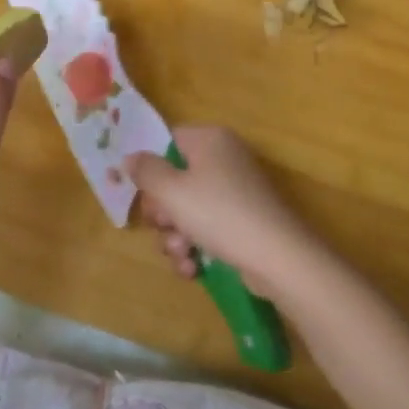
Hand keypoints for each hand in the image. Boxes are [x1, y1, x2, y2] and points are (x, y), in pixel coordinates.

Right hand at [130, 125, 326, 300]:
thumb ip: (146, 172)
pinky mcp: (242, 221)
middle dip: (163, 212)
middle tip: (164, 227)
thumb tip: (131, 157)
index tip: (144, 195)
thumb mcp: (172, 191)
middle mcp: (224, 159)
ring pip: (188, 210)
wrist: (277, 256)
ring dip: (176, 237)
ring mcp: (235, 191)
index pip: (168, 141)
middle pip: (175, 179)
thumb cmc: (219, 214)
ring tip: (182, 254)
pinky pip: (207, 228)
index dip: (151, 169)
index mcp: (210, 140)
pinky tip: (194, 268)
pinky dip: (196, 248)